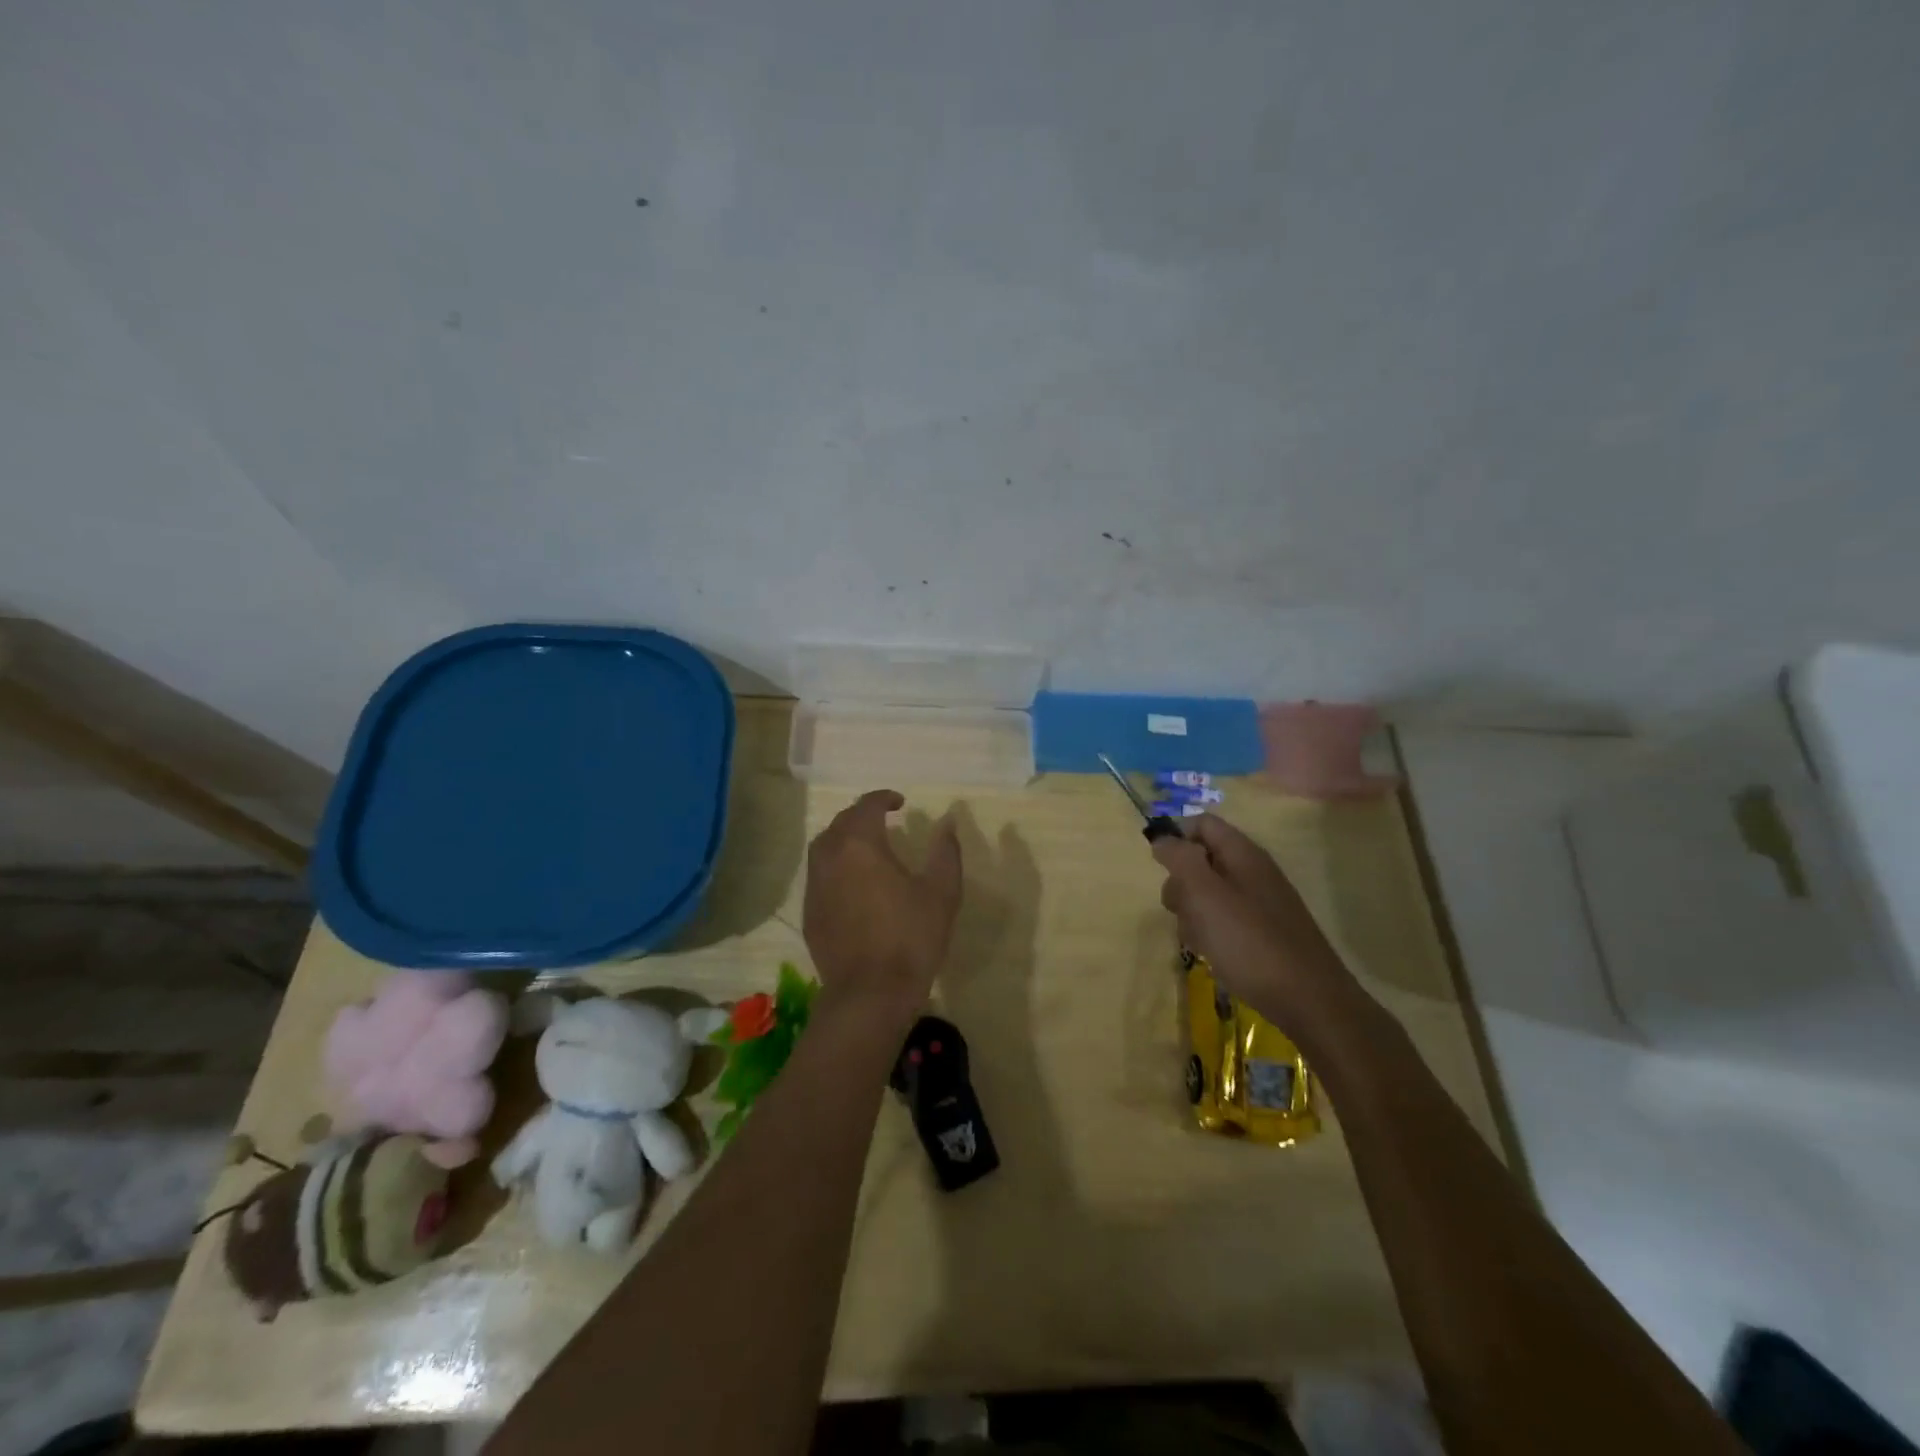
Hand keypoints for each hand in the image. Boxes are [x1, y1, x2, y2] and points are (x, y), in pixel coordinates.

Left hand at [803, 790, 961, 1021]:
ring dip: (844, 839)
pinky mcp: (809, 913)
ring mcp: (814, 886)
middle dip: (862, 816)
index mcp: (860, 844)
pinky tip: (853, 884)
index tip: (900, 803)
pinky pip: (820, 876)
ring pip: (824, 848)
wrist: (869, 994)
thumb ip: (945, 851)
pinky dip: (835, 867)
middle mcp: (830, 857)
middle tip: (884, 822)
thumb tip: (947, 821)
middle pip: (841, 823)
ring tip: (867, 849)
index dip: (884, 798)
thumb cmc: (911, 938)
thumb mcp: (942, 892)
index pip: (867, 806)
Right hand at [1151, 813, 1369, 1052]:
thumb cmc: (1250, 942)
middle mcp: (1253, 871)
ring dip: (1192, 912)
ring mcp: (1261, 903)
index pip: (1201, 824)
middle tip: (1181, 910)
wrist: (1310, 1001)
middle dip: (1181, 883)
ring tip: (1198, 939)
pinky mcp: (1264, 932)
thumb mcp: (1204, 894)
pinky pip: (1224, 919)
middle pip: (1201, 859)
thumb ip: (1180, 858)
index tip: (1160, 868)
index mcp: (1243, 853)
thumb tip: (1163, 838)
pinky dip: (1211, 932)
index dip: (1175, 837)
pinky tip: (1213, 954)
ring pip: (1209, 893)